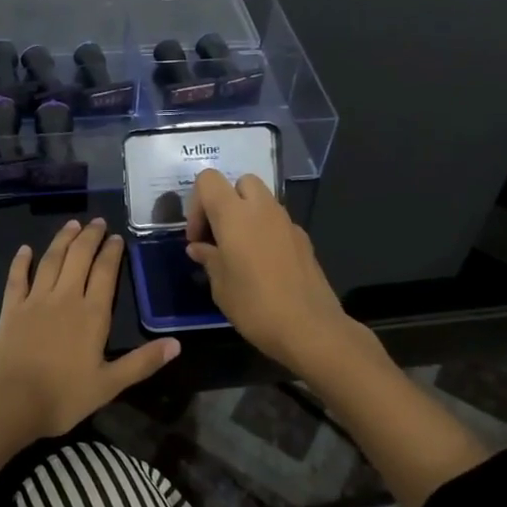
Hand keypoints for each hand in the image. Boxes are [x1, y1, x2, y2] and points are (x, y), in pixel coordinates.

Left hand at [0, 217, 179, 442]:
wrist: (9, 401)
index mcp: (92, 315)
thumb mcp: (109, 385)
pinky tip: (25, 249)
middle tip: (97, 222)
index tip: (117, 237)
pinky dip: (21, 262)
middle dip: (90, 237)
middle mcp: (65, 298)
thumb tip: (176, 344)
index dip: (112, 253)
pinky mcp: (11, 309)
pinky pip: (17, 278)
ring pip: (51, 261)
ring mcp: (35, 301)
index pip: (105, 273)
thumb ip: (142, 362)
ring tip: (71, 224)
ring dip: (62, 240)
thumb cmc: (62, 396)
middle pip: (79, 258)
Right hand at [185, 168, 362, 374]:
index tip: (197, 236)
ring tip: (239, 252)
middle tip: (218, 235)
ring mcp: (287, 222)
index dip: (197, 203)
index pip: (208, 179)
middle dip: (226, 201)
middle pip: (240, 182)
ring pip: (262, 200)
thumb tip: (199, 248)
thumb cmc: (254, 305)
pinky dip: (265, 232)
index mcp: (234, 214)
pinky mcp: (303, 239)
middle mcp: (262, 209)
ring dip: (246, 216)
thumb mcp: (220, 285)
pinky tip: (263, 265)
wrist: (309, 327)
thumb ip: (208, 259)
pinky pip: (278, 223)